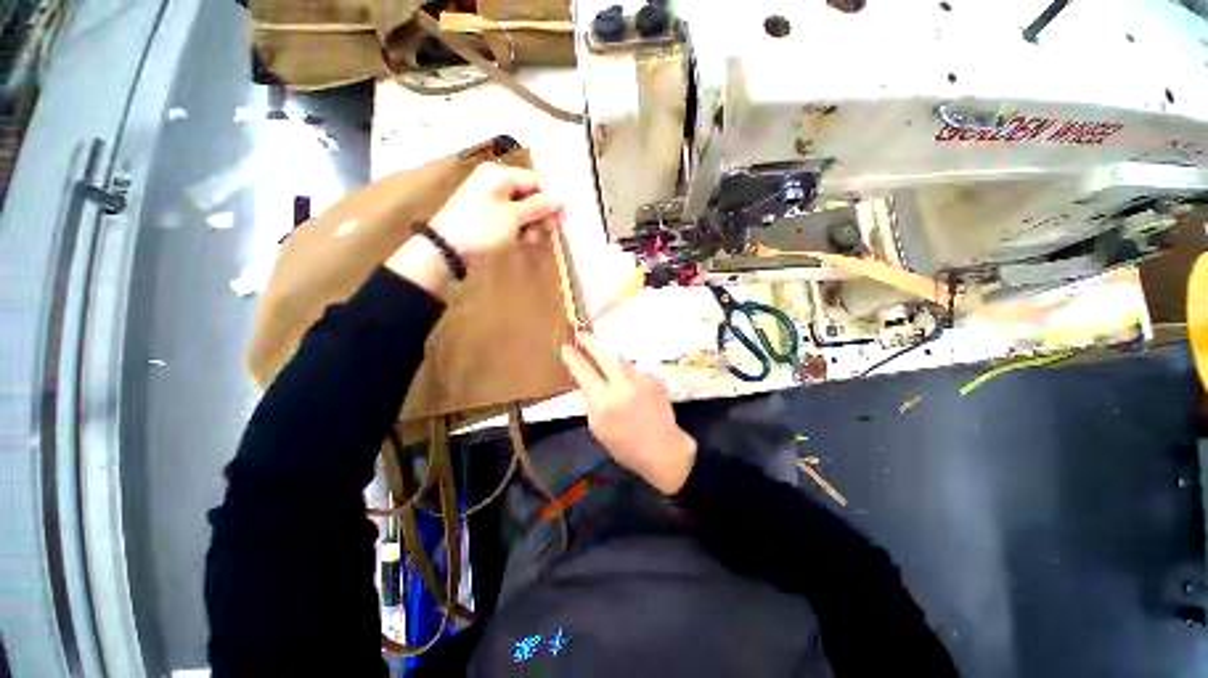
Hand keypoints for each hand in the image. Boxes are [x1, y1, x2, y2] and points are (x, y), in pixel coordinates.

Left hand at [430, 162, 562, 258]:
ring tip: (529, 239)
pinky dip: (521, 229)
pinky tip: (521, 241)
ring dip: (532, 225)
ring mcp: (493, 201)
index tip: (562, 218)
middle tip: (546, 231)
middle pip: (531, 195)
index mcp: (500, 175)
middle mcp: (497, 183)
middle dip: (541, 214)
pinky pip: (514, 219)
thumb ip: (538, 206)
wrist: (448, 250)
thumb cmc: (482, 228)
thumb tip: (559, 197)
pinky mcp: (491, 217)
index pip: (536, 180)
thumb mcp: (513, 217)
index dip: (551, 198)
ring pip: (524, 209)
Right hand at [560, 333, 696, 493]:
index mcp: (604, 401)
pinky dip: (630, 377)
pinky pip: (635, 372)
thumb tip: (588, 382)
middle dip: (591, 343)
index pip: (584, 372)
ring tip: (609, 370)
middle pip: (604, 356)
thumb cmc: (624, 445)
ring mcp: (640, 379)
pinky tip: (633, 390)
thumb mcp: (598, 427)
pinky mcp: (654, 379)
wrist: (661, 448)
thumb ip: (592, 400)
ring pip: (621, 362)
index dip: (573, 358)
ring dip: (612, 362)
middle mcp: (622, 385)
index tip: (566, 347)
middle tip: (582, 334)